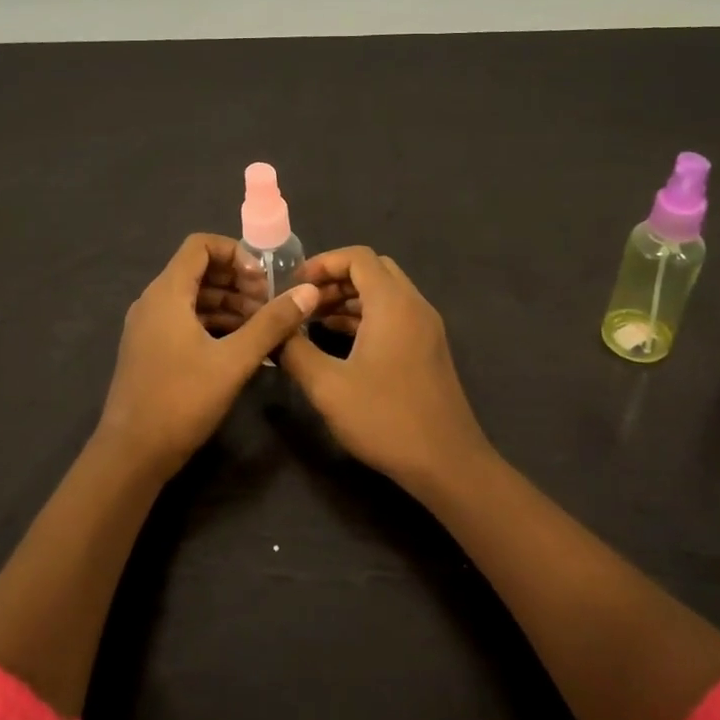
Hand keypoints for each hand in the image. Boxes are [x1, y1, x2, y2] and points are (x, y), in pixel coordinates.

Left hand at [95, 233, 319, 475]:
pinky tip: (241, 347)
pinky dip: (214, 324)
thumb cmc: (182, 400)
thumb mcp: (234, 361)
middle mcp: (153, 302)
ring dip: (229, 305)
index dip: (236, 253)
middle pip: (198, 271)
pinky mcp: (151, 350)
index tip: (263, 280)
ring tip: (263, 328)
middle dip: (238, 282)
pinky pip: (185, 321)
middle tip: (270, 306)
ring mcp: (149, 327)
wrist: (132, 454)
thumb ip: (272, 323)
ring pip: (194, 298)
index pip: (200, 245)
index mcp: (167, 293)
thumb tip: (309, 292)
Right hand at [279, 246, 492, 491]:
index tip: (293, 284)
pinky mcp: (428, 349)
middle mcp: (414, 305)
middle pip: (373, 270)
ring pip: (385, 294)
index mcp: (393, 303)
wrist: (446, 462)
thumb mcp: (327, 386)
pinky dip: (366, 317)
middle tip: (303, 302)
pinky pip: (394, 316)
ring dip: (350, 300)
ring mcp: (426, 327)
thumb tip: (273, 331)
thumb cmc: (385, 418)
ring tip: (312, 321)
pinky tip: (339, 342)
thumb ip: (295, 351)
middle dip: (335, 279)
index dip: (322, 263)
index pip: (358, 257)